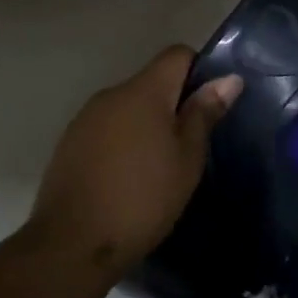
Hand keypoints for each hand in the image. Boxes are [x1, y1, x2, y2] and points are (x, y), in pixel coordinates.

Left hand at [26, 46, 242, 279]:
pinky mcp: (69, 143)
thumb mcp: (187, 159)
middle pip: (151, 82)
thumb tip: (229, 79)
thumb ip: (204, 114)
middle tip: (189, 147)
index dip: (199, 72)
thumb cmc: (143, 198)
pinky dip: (122, 143)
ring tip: (159, 168)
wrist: (74, 243)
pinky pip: (106, 129)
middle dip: (173, 105)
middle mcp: (110, 94)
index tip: (209, 107)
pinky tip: (127, 179)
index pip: (177, 54)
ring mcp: (85, 118)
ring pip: (127, 108)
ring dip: (146, 125)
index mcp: (143, 91)